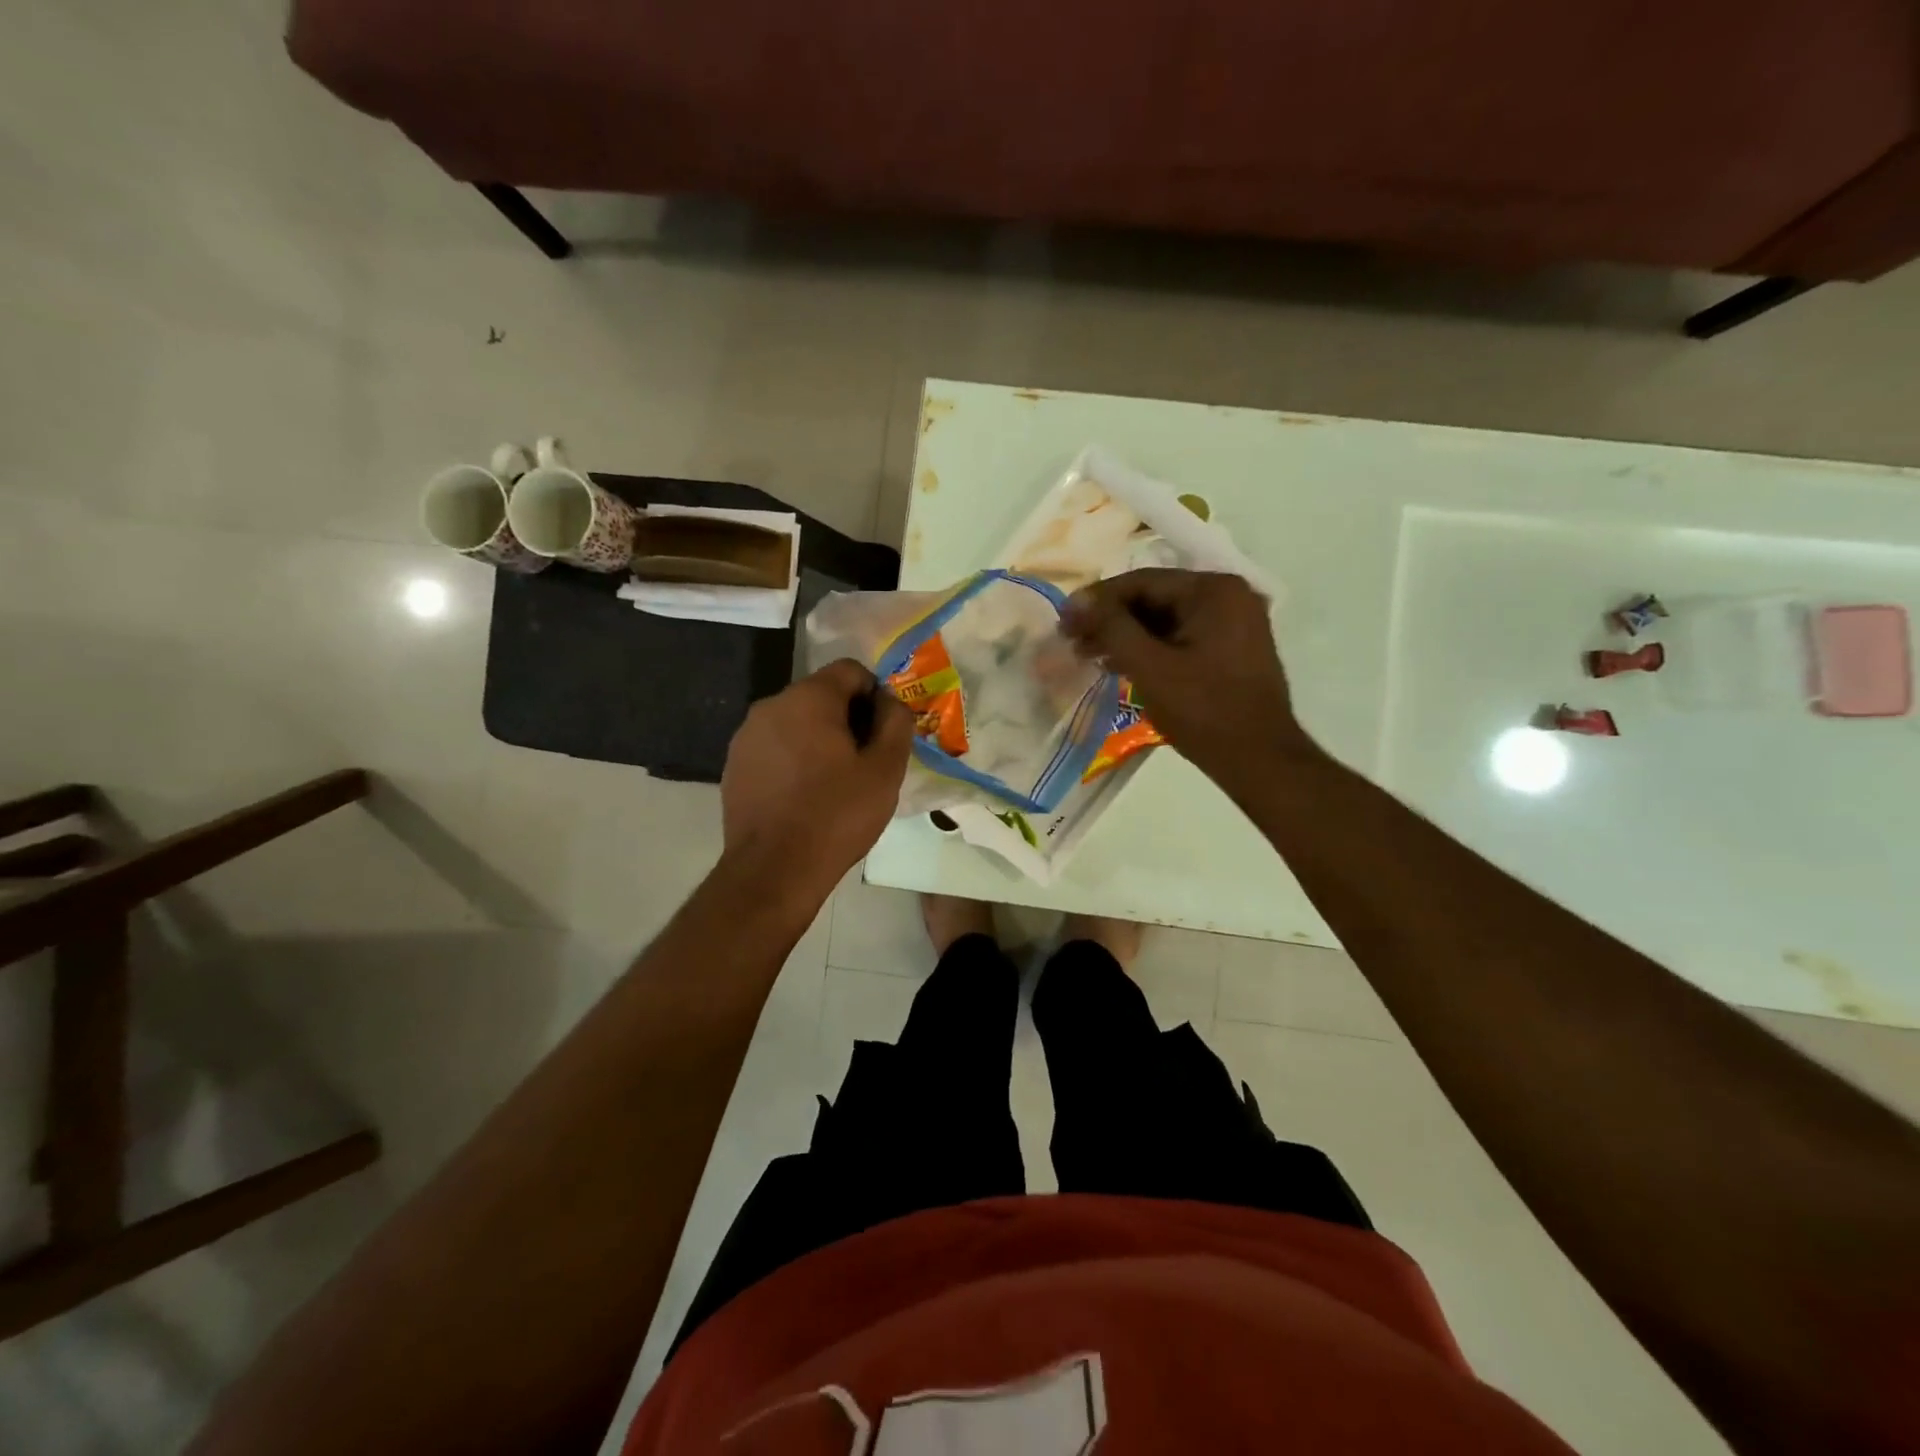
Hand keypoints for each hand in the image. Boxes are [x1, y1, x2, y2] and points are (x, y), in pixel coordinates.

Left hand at [720, 660, 914, 899]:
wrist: (774, 870)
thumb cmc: (837, 815)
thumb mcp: (885, 769)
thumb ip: (896, 722)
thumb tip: (889, 701)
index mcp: (809, 698)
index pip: (851, 671)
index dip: (875, 696)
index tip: (884, 734)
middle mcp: (771, 706)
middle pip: (821, 695)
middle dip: (847, 719)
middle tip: (864, 763)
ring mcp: (746, 736)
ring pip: (796, 722)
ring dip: (819, 740)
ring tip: (834, 783)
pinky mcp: (734, 765)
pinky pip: (774, 747)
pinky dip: (794, 760)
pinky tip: (804, 797)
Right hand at [1060, 568, 1311, 784]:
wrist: (1259, 760)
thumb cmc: (1203, 711)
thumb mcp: (1150, 667)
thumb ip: (1111, 628)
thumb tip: (1075, 602)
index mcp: (1213, 590)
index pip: (1142, 582)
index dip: (1097, 601)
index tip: (1063, 620)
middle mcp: (1229, 596)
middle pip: (1155, 598)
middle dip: (1111, 620)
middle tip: (1072, 640)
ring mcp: (1235, 623)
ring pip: (1166, 619)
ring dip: (1127, 636)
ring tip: (1089, 656)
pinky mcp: (1233, 649)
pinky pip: (1182, 637)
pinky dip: (1151, 648)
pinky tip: (1121, 665)